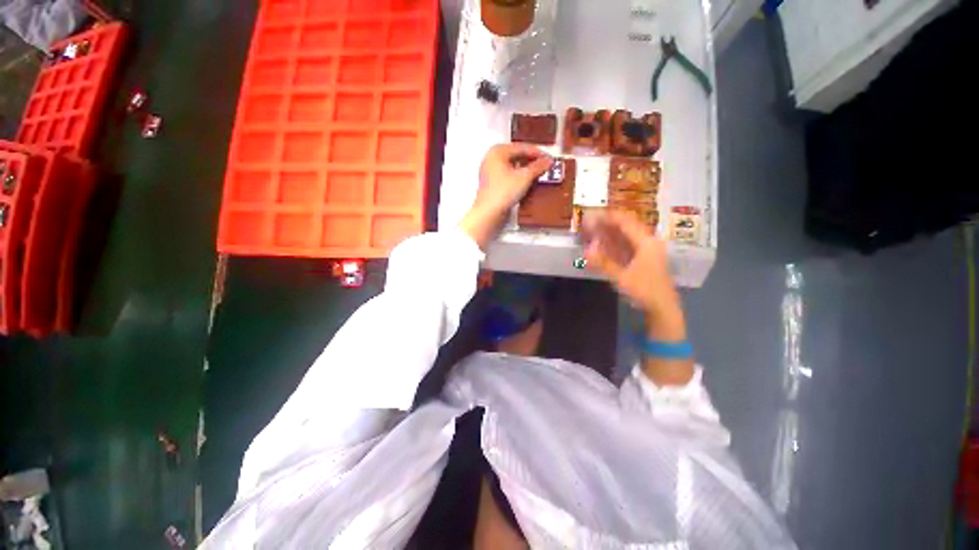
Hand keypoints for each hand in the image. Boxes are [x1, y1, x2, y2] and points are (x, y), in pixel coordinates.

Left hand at [460, 144, 552, 248]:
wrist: (489, 213)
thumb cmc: (503, 192)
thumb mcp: (524, 177)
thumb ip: (537, 167)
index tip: (548, 157)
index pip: (521, 147)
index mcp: (497, 152)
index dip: (537, 152)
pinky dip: (518, 177)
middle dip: (531, 161)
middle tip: (544, 165)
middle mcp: (491, 159)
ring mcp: (490, 172)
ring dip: (525, 169)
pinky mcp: (491, 184)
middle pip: (515, 155)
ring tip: (538, 174)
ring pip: (512, 166)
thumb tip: (548, 161)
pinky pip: (508, 175)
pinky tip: (527, 182)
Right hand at [581, 210, 681, 328]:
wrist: (662, 308)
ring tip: (591, 230)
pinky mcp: (641, 259)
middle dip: (605, 224)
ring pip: (624, 236)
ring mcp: (645, 251)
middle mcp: (647, 242)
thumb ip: (603, 263)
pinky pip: (625, 246)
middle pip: (624, 227)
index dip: (607, 216)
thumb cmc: (645, 291)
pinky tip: (600, 245)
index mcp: (646, 242)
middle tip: (587, 223)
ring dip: (607, 233)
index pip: (625, 222)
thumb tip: (586, 249)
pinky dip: (612, 244)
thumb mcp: (622, 277)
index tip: (591, 214)